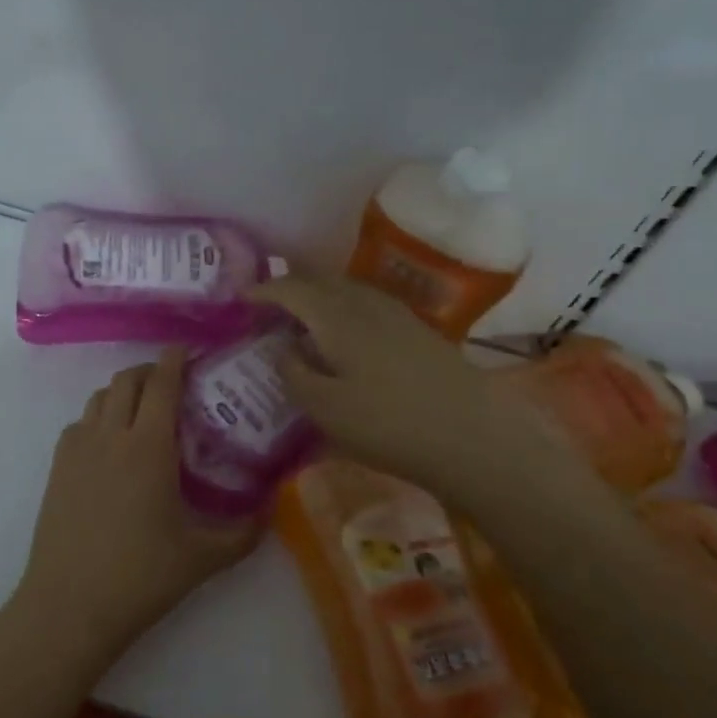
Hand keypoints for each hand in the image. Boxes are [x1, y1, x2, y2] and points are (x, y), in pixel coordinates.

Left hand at [14, 349, 261, 664]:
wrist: (69, 605)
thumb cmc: (141, 576)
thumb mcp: (204, 557)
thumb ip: (246, 531)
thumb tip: (275, 507)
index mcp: (148, 446)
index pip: (161, 383)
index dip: (174, 359)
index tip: (187, 349)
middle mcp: (110, 434)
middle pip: (127, 379)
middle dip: (150, 371)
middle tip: (173, 384)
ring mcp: (77, 448)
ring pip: (100, 398)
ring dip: (123, 392)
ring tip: (143, 413)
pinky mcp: (57, 466)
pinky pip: (80, 423)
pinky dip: (99, 418)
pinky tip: (111, 446)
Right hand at [250, 274, 580, 511]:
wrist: (474, 438)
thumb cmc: (389, 425)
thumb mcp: (325, 409)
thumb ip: (294, 373)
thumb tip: (282, 347)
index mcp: (337, 317)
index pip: (291, 289)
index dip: (263, 290)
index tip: (242, 298)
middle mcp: (366, 304)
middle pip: (321, 279)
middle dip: (291, 286)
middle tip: (269, 305)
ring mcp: (397, 314)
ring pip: (347, 289)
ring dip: (319, 295)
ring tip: (303, 318)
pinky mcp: (418, 331)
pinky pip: (368, 304)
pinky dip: (344, 307)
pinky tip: (346, 334)